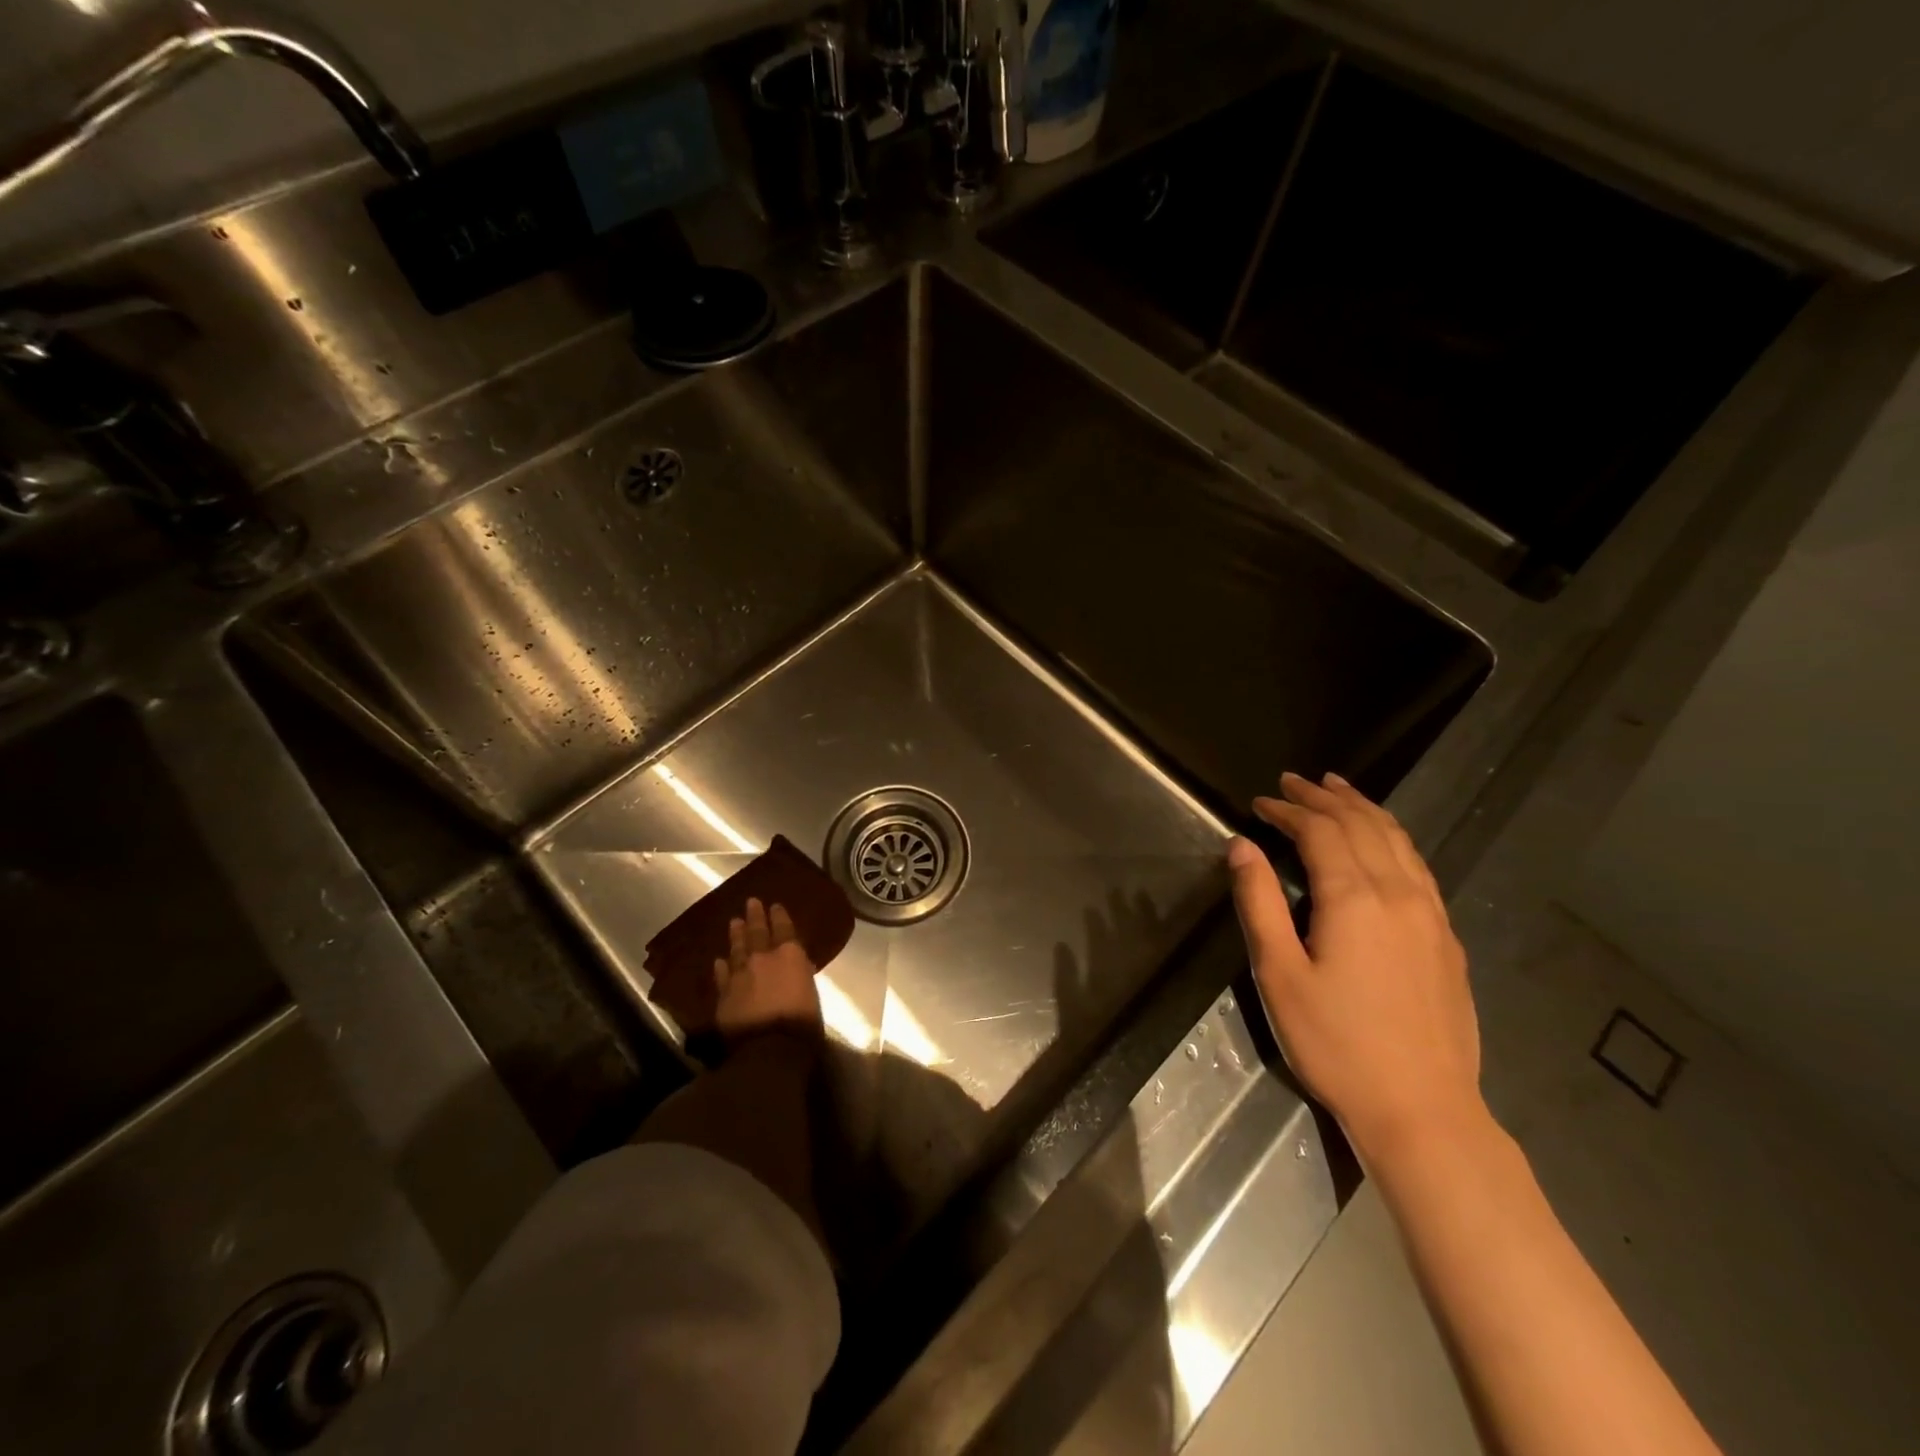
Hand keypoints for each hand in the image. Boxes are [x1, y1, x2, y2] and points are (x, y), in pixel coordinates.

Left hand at [713, 897, 822, 1044]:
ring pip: (737, 950)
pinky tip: (719, 961)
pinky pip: (722, 976)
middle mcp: (763, 959)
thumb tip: (799, 968)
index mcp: (791, 957)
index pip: (785, 930)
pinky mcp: (724, 995)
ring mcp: (740, 976)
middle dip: (755, 917)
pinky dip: (721, 967)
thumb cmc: (802, 1025)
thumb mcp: (812, 996)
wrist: (769, 1049)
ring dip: (736, 936)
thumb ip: (802, 977)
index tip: (775, 905)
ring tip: (734, 922)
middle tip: (750, 902)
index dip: (779, 916)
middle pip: (758, 933)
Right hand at [1227, 771, 1482, 1166]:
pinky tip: (1383, 839)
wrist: (1422, 1109)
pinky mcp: (1446, 937)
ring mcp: (1431, 914)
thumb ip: (1259, 902)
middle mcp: (1398, 893)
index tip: (1260, 802)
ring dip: (1363, 807)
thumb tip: (1242, 846)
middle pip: (1361, 825)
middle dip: (1323, 798)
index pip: (1320, 831)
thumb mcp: (1279, 974)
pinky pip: (1418, 865)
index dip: (1288, 810)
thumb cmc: (1335, 1043)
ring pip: (1397, 839)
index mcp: (1354, 899)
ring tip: (1338, 788)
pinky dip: (1392, 836)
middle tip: (1293, 780)